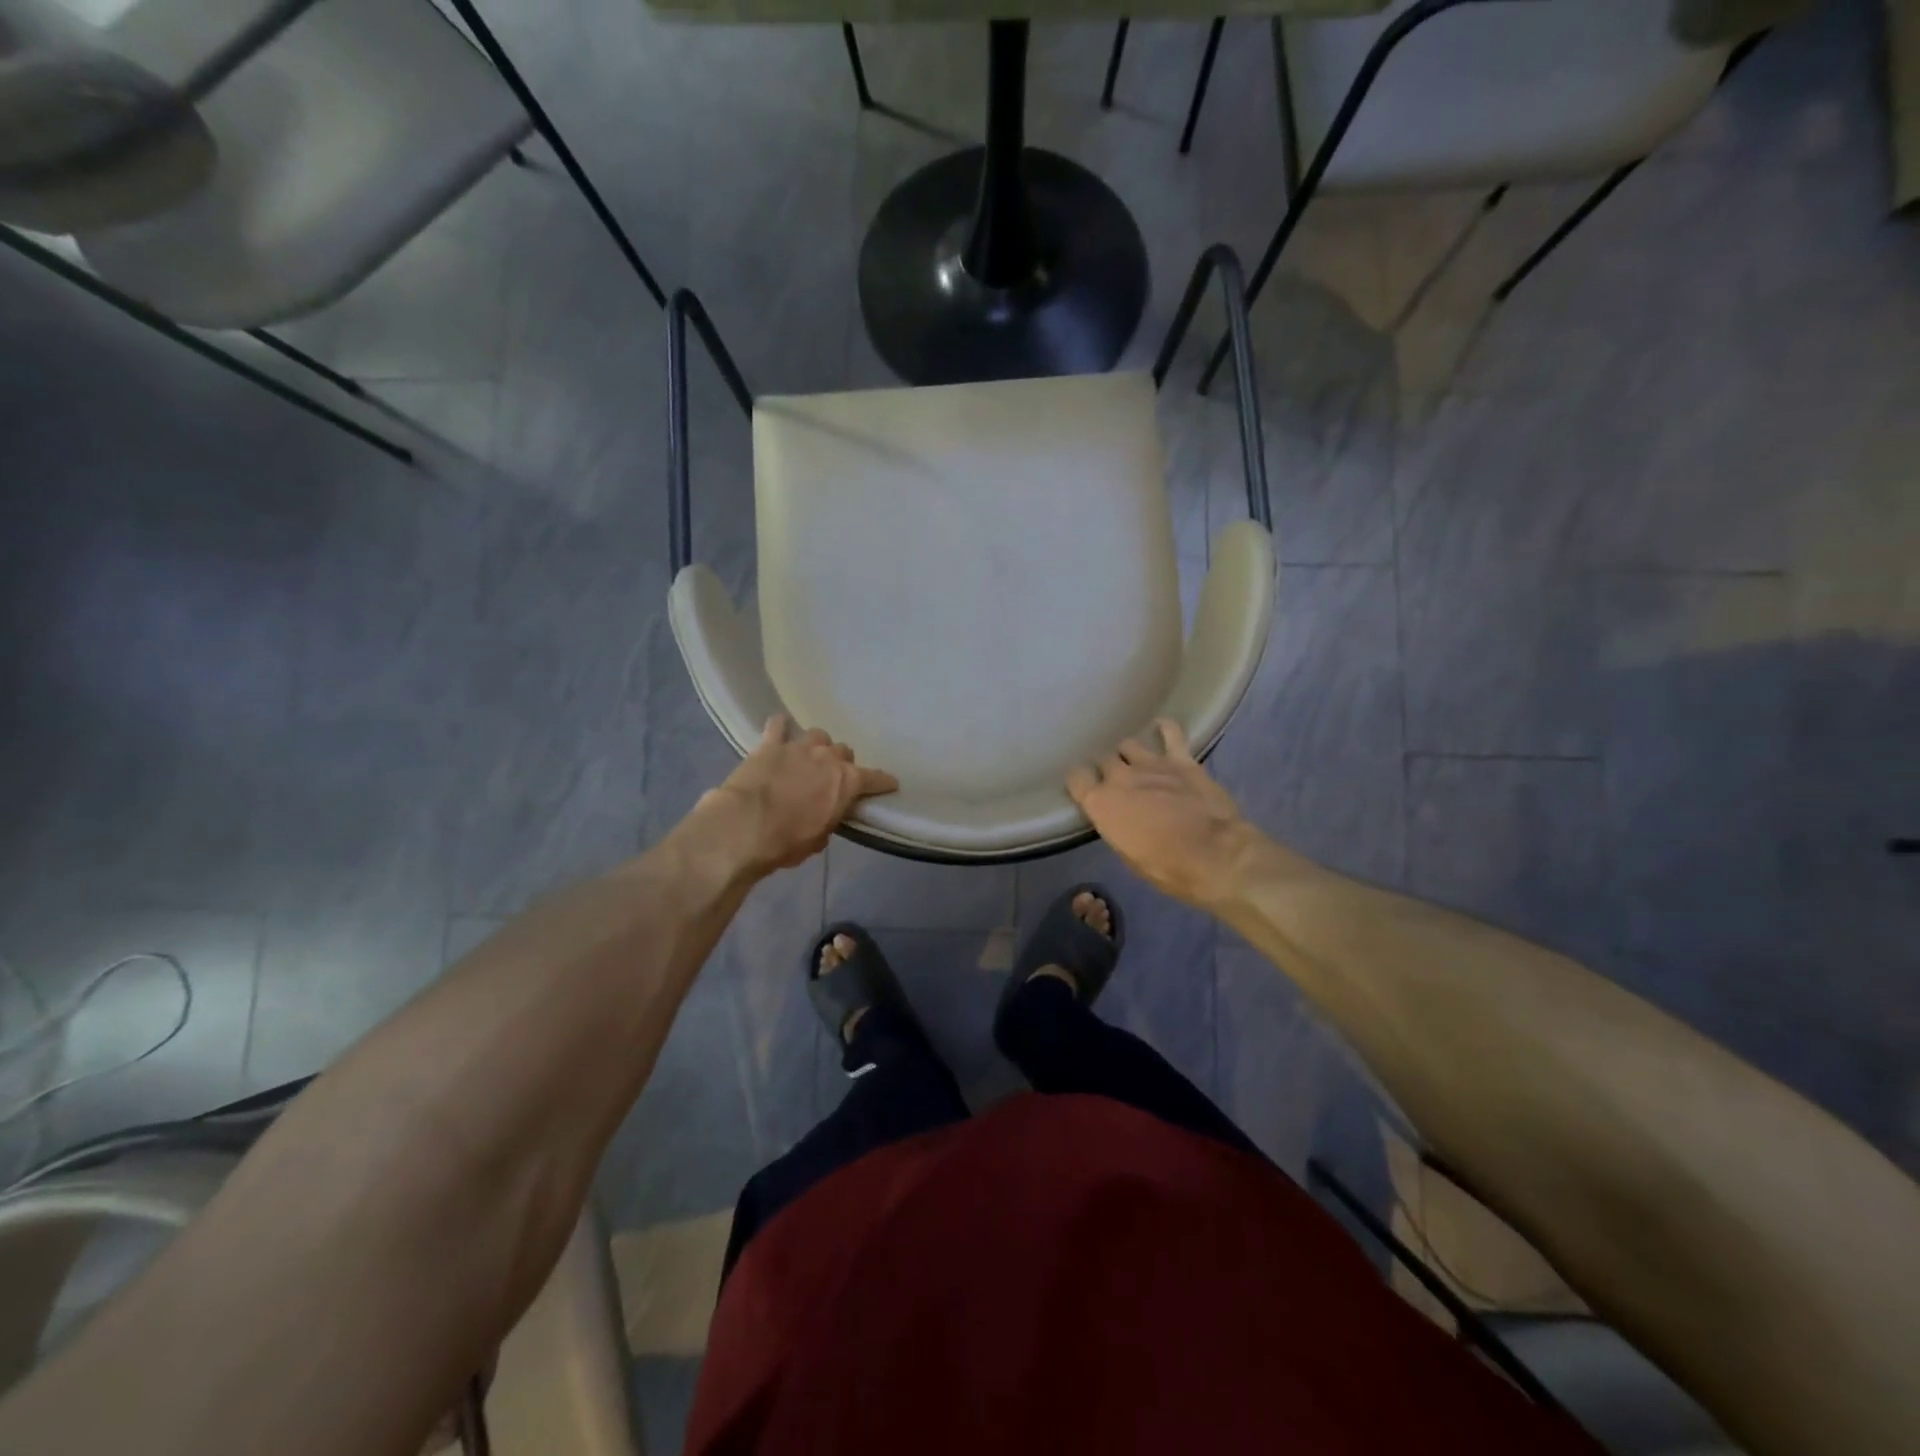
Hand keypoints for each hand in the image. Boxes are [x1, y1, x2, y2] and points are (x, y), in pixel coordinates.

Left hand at [699, 715, 898, 876]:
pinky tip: (779, 730)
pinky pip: (778, 725)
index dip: (883, 782)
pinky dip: (781, 727)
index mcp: (847, 782)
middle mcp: (828, 758)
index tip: (889, 785)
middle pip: (844, 752)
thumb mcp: (818, 838)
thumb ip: (829, 820)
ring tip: (809, 756)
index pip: (875, 778)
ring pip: (818, 735)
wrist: (744, 827)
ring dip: (817, 745)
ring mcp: (798, 747)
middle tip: (833, 778)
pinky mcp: (770, 744)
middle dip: (841, 763)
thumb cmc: (786, 841)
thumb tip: (826, 815)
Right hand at [1067, 719, 1253, 910]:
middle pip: (1102, 759)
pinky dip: (1164, 729)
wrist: (1216, 856)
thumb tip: (1118, 816)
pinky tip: (1161, 728)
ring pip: (1128, 744)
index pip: (1076, 778)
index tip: (1084, 788)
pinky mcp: (1181, 759)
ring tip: (1135, 762)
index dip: (1079, 782)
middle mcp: (1120, 777)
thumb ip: (1116, 826)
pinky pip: (1170, 732)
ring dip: (1129, 754)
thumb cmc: (1168, 868)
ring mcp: (1151, 763)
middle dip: (1105, 768)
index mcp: (1101, 803)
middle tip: (1114, 781)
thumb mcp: (1128, 855)